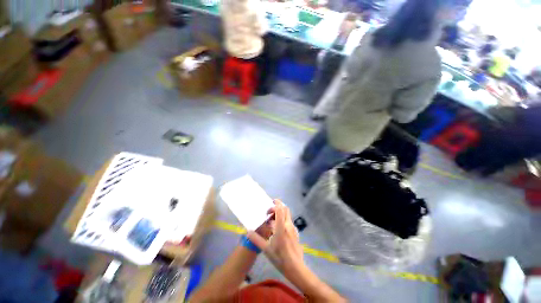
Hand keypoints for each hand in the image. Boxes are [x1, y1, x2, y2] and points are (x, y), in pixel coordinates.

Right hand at [248, 200, 346, 301]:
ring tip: (272, 222)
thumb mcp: (266, 249)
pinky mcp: (295, 232)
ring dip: (280, 214)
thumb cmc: (280, 258)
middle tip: (269, 213)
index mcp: (281, 227)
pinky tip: (278, 230)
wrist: (296, 268)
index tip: (269, 205)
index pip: (280, 209)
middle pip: (285, 209)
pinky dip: (283, 220)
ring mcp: (293, 228)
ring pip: (287, 215)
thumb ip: (256, 239)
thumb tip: (248, 231)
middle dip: (278, 207)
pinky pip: (289, 221)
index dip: (276, 204)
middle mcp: (289, 225)